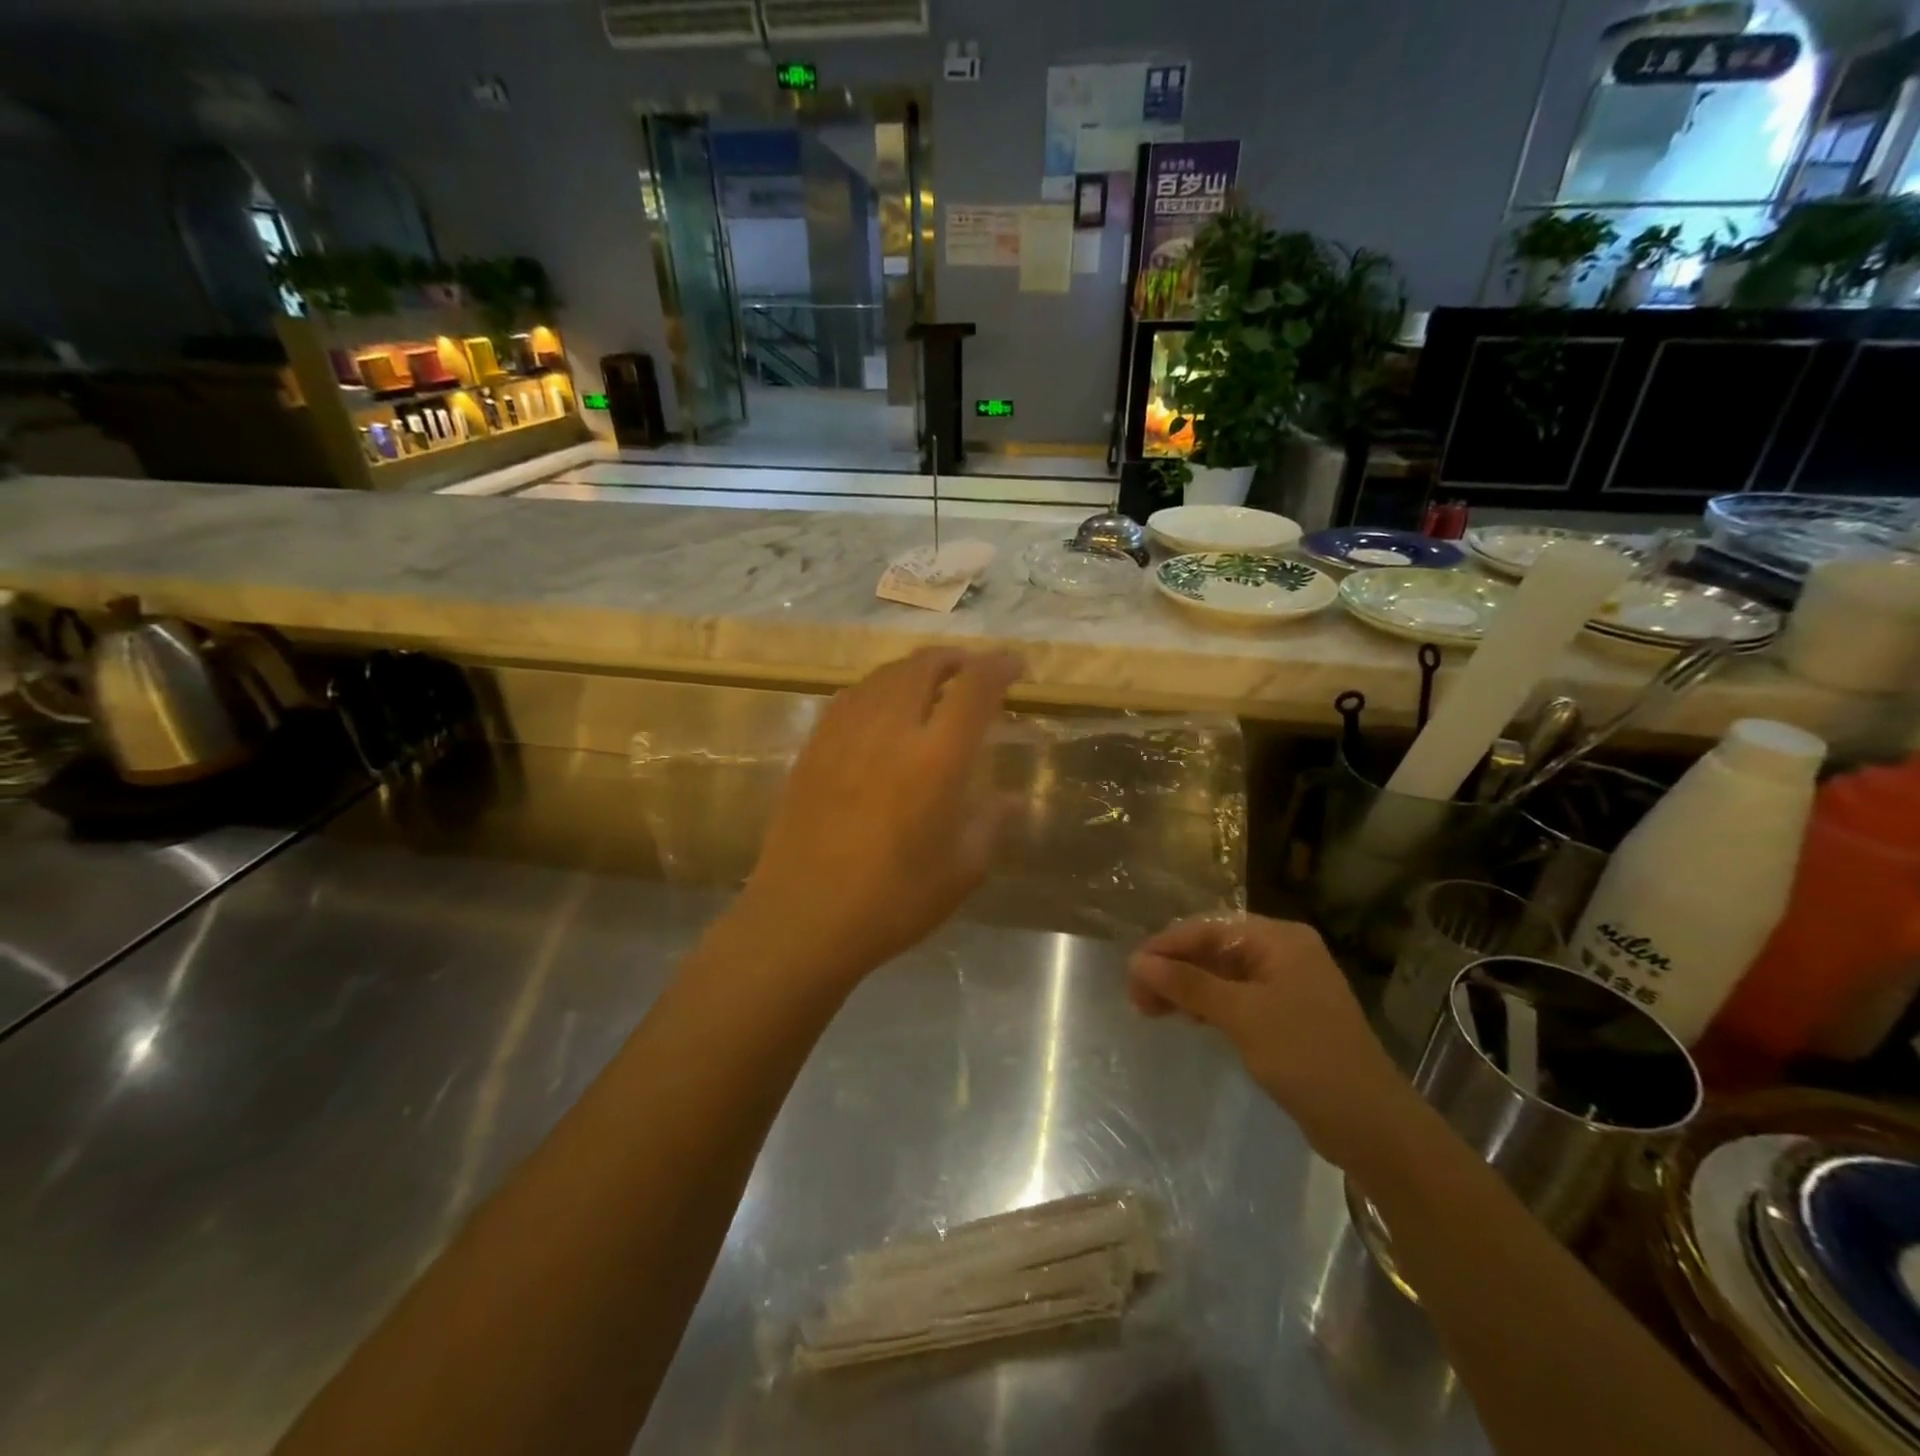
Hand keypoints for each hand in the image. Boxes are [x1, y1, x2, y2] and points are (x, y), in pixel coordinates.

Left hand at [733, 648, 1022, 983]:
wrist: (803, 918)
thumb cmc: (893, 901)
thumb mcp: (961, 870)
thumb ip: (990, 824)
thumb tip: (1012, 799)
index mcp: (936, 758)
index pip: (974, 688)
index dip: (999, 666)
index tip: (1016, 665)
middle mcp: (890, 730)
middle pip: (924, 666)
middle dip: (956, 659)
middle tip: (973, 671)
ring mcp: (845, 734)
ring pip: (884, 675)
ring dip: (916, 669)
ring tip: (932, 683)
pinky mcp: (814, 747)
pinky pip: (851, 696)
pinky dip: (878, 687)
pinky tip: (882, 708)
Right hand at [1128, 915, 1416, 1170]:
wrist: (1372, 1125)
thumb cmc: (1306, 1057)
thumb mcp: (1242, 1015)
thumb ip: (1188, 984)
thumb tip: (1137, 962)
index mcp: (1279, 939)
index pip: (1209, 928)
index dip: (1166, 946)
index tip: (1130, 972)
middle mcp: (1283, 953)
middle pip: (1214, 948)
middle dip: (1173, 968)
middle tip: (1136, 997)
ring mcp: (1286, 984)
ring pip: (1221, 974)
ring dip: (1185, 988)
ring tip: (1149, 1010)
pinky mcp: (1285, 1015)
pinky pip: (1235, 997)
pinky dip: (1207, 1005)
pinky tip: (1186, 1019)